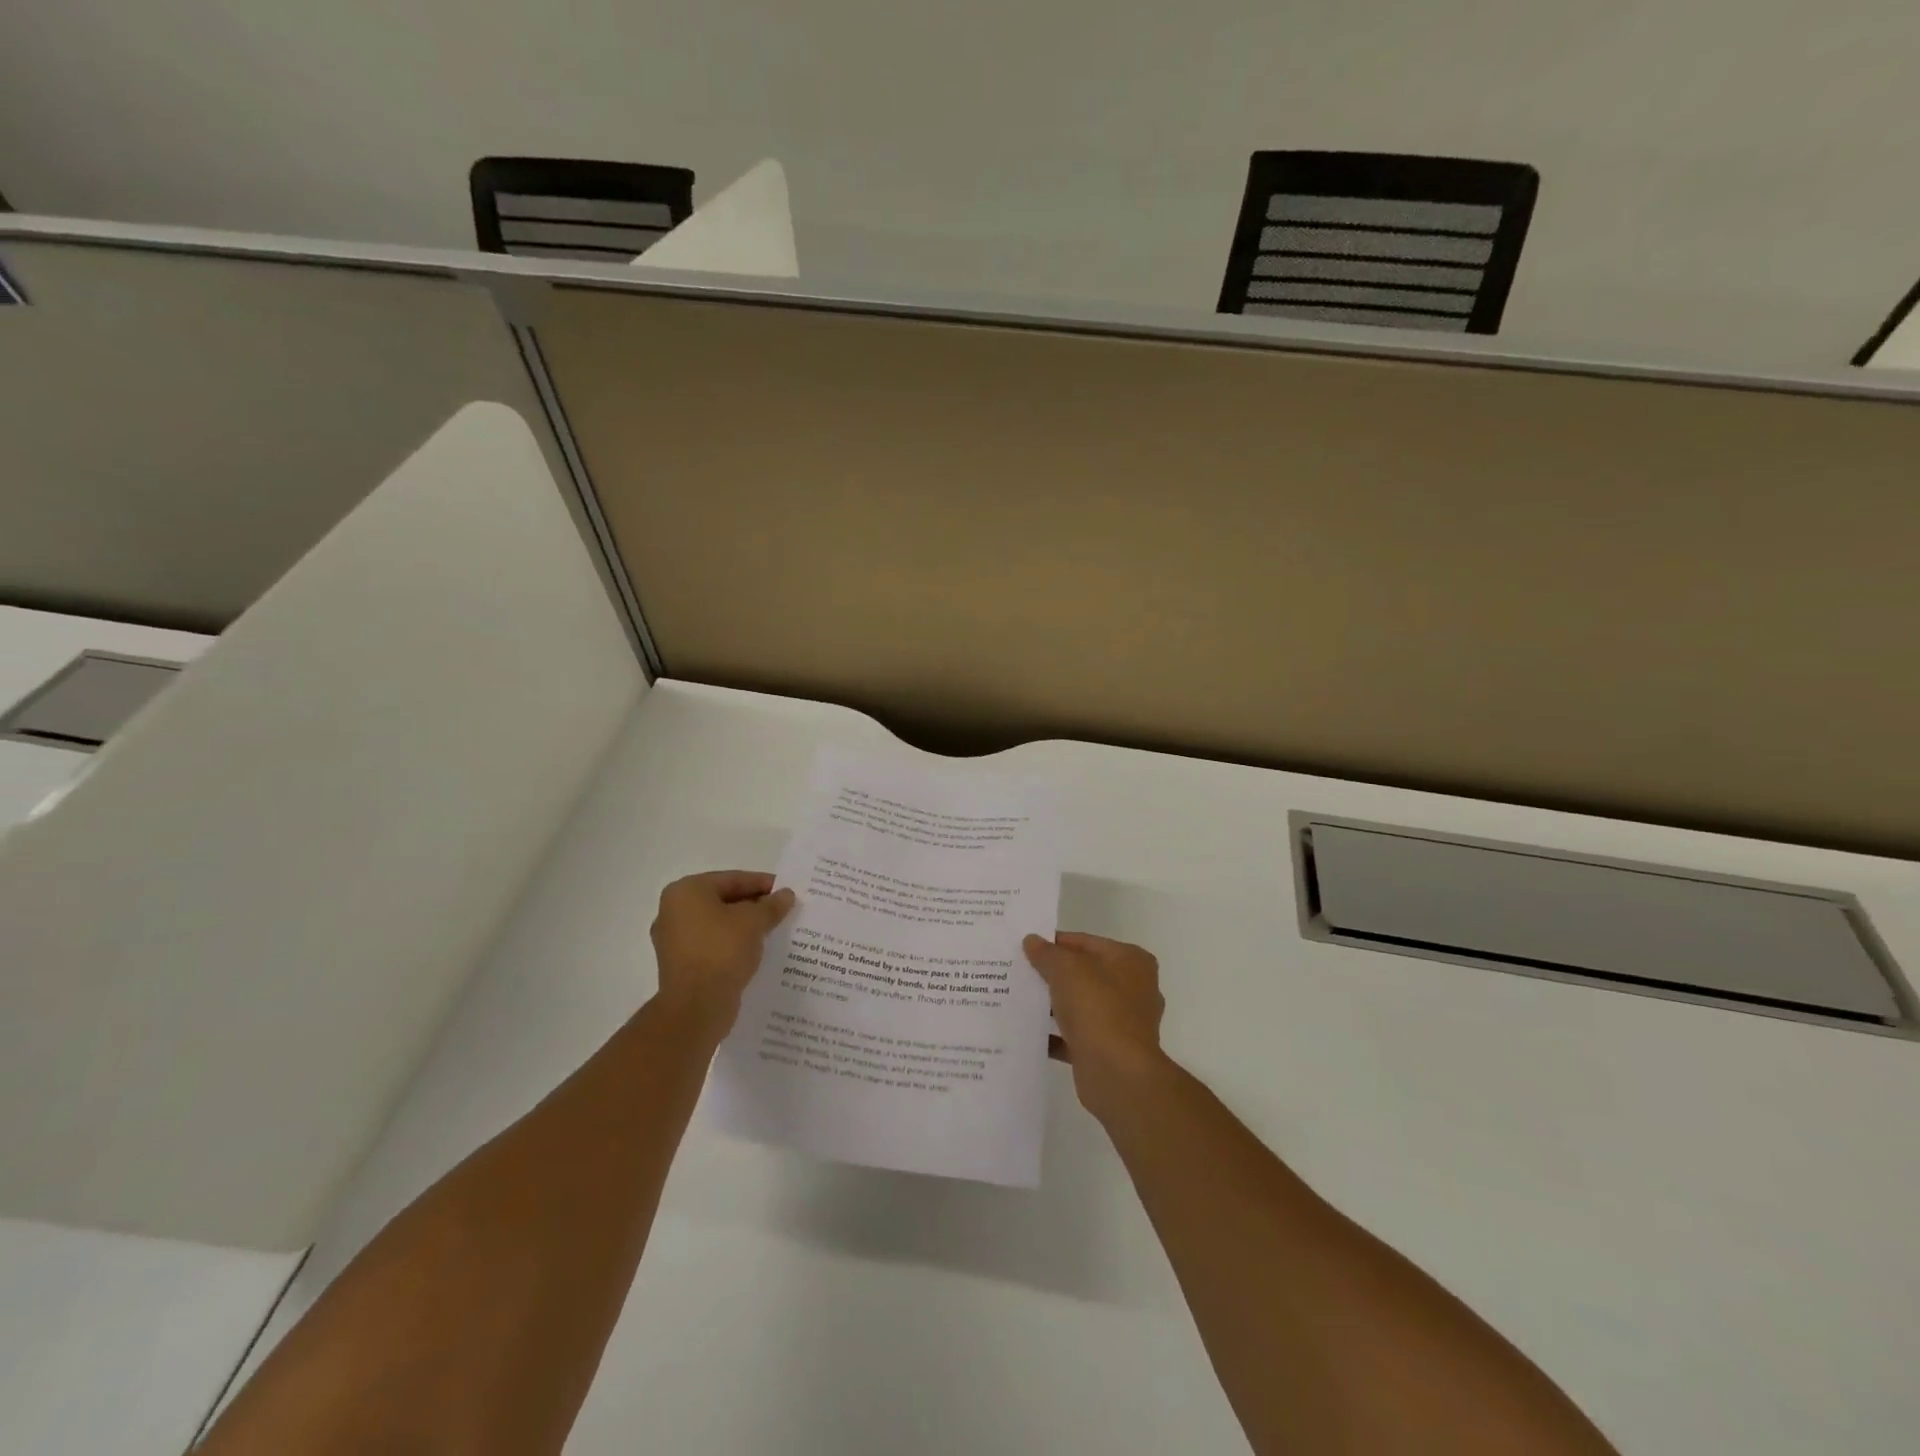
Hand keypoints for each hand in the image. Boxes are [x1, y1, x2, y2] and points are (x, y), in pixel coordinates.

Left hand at [650, 871, 794, 1033]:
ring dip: (744, 926)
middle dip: (753, 905)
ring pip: (718, 924)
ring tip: (773, 930)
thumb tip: (786, 895)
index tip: (785, 890)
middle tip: (782, 910)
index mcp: (686, 891)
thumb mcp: (754, 922)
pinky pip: (712, 944)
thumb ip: (771, 905)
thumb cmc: (722, 950)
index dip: (762, 883)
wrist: (696, 1007)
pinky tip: (755, 950)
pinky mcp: (680, 964)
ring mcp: (673, 939)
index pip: (732, 879)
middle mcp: (673, 911)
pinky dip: (732, 944)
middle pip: (723, 900)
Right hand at [1022, 931, 1167, 1116]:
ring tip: (1018, 998)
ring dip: (1053, 1004)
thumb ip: (1047, 953)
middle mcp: (1133, 989)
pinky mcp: (1108, 1051)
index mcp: (1132, 961)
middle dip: (1054, 974)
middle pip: (1085, 974)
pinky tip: (1027, 1031)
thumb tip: (1032, 941)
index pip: (1087, 943)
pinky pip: (1075, 1036)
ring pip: (1080, 1005)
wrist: (1117, 1073)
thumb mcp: (1067, 969)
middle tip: (1019, 970)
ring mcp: (1122, 1023)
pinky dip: (1054, 1034)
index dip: (1056, 943)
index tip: (1027, 946)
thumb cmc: (1097, 1008)